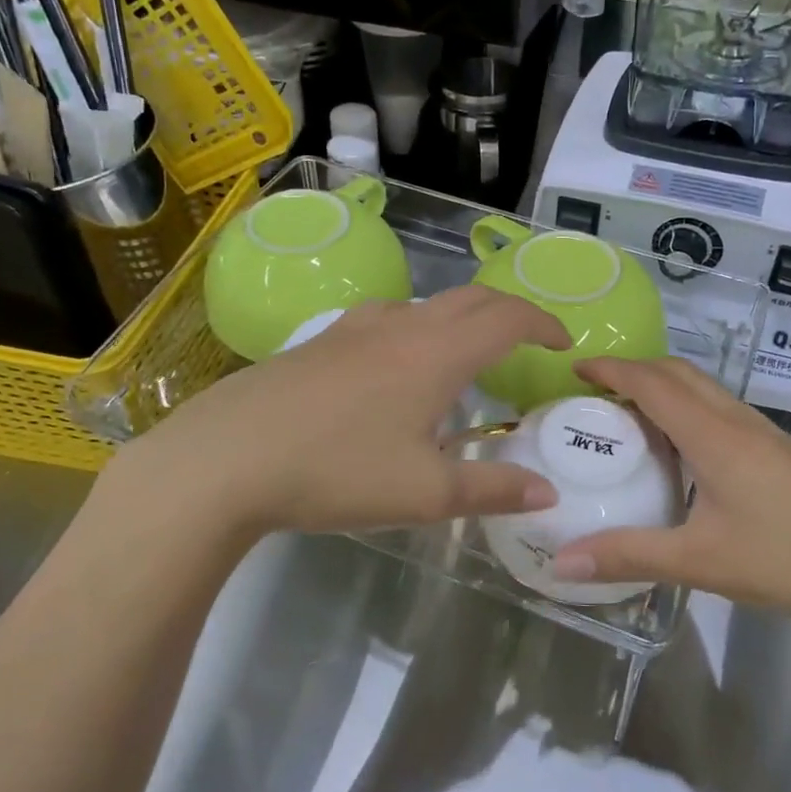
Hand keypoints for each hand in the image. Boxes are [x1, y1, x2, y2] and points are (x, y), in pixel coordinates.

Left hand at [95, 287, 569, 547]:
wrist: (227, 458)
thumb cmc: (337, 471)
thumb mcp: (424, 493)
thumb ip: (492, 490)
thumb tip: (547, 494)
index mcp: (438, 353)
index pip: (508, 317)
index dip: (543, 323)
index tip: (563, 344)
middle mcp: (402, 326)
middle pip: (471, 298)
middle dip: (508, 312)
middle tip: (527, 343)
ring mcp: (355, 328)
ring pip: (425, 304)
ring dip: (459, 319)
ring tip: (463, 358)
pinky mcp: (319, 340)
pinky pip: (385, 319)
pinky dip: (414, 329)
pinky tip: (394, 367)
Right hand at [550, 357, 790, 632]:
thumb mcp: (703, 562)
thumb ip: (630, 556)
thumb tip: (561, 561)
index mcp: (712, 435)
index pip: (651, 383)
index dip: (610, 369)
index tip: (573, 368)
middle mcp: (735, 421)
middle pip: (677, 373)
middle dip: (632, 371)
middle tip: (594, 395)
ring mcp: (762, 434)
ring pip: (702, 389)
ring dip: (661, 388)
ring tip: (628, 418)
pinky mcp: (778, 451)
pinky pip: (719, 410)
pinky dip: (686, 409)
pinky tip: (681, 451)